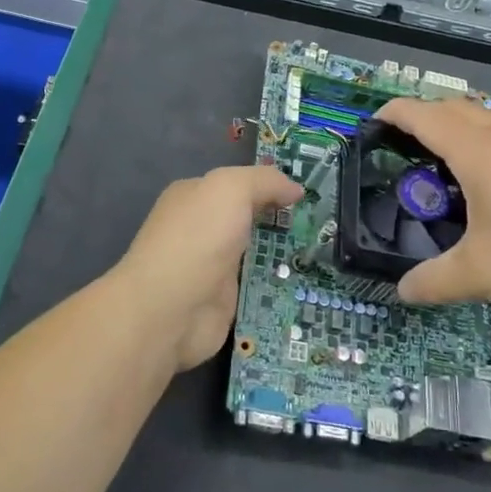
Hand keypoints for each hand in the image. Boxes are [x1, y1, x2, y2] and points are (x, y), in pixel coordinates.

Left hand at [110, 166, 302, 370]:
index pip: (236, 185)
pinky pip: (256, 288)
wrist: (169, 310)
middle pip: (247, 220)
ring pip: (255, 255)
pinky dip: (277, 287)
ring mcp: (210, 268)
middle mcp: (200, 229)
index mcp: (193, 196)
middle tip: (321, 225)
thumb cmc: (199, 237)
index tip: (305, 195)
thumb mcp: (232, 188)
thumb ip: (265, 181)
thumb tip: (295, 190)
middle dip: (280, 221)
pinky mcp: (221, 302)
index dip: (269, 186)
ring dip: (282, 255)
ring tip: (321, 254)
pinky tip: (305, 285)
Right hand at [377, 97, 490, 321]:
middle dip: (424, 116)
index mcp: (479, 152)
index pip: (425, 116)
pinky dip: (487, 142)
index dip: (394, 113)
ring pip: (488, 118)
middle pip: (455, 107)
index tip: (373, 123)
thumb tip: (403, 291)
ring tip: (445, 163)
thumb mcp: (482, 275)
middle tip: (403, 145)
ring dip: (459, 127)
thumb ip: (435, 280)